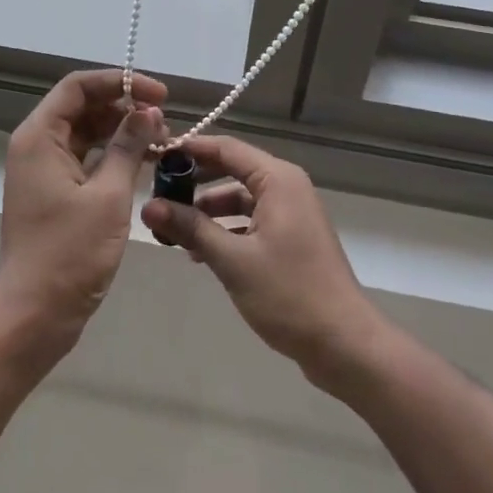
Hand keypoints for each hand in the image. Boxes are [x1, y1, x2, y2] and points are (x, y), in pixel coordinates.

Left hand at [0, 69, 167, 366]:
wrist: (35, 315)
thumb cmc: (69, 253)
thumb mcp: (108, 197)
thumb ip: (129, 147)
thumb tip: (149, 111)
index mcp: (39, 137)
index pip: (79, 86)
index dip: (120, 83)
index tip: (159, 94)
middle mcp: (37, 145)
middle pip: (82, 106)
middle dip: (124, 106)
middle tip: (165, 120)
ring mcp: (44, 170)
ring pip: (87, 132)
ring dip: (122, 131)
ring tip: (161, 140)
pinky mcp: (55, 192)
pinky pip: (86, 158)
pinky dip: (114, 155)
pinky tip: (145, 163)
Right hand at [139, 135, 386, 389]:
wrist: (344, 344)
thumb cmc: (289, 294)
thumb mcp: (232, 260)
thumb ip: (190, 228)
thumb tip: (149, 206)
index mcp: (277, 180)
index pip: (226, 148)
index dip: (190, 149)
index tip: (155, 155)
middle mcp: (286, 187)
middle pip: (233, 169)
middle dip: (195, 181)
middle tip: (157, 192)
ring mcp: (292, 213)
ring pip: (240, 198)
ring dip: (208, 211)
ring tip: (172, 228)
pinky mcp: (292, 238)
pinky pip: (252, 220)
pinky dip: (226, 229)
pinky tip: (199, 251)